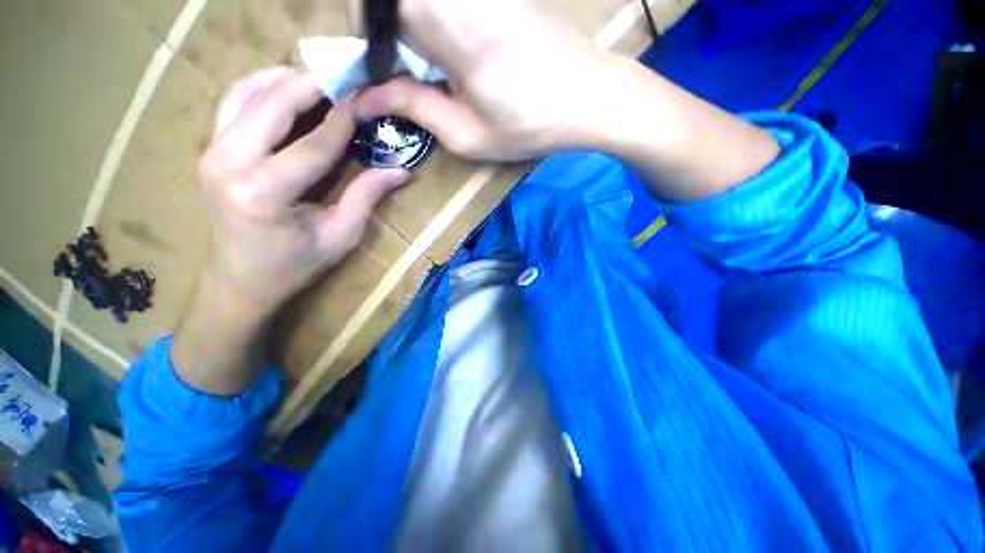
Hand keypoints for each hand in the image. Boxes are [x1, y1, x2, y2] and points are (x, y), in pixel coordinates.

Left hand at [171, 67, 409, 395]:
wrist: (240, 281)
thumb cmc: (295, 266)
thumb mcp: (339, 236)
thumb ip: (366, 197)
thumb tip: (401, 172)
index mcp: (264, 194)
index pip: (312, 145)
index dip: (343, 121)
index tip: (366, 100)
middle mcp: (228, 165)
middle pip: (272, 105)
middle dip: (312, 85)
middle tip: (345, 74)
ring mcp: (211, 154)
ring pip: (245, 94)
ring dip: (283, 79)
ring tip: (319, 77)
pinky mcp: (209, 151)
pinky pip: (231, 104)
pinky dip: (258, 87)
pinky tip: (284, 87)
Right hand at [357, 0, 777, 201]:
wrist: (591, 97)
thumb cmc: (531, 125)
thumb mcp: (468, 135)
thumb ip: (415, 109)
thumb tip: (367, 98)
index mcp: (447, 25)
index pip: (375, 8)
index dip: (360, 38)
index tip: (363, 75)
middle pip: (395, 3)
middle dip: (381, 33)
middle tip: (389, 74)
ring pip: (419, 4)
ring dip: (405, 29)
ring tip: (420, 69)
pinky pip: (445, 4)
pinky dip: (430, 23)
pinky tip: (445, 54)